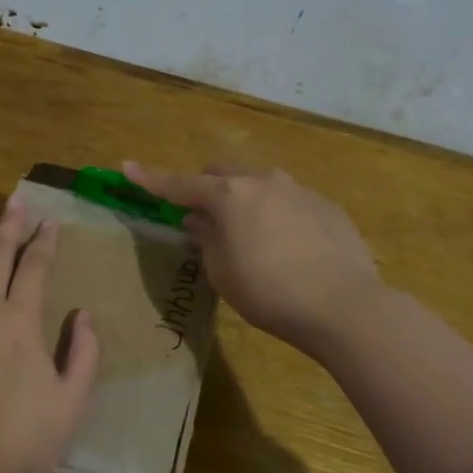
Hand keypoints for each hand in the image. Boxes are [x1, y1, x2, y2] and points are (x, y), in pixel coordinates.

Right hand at [121, 161, 384, 355]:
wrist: (345, 306)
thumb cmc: (270, 293)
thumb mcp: (223, 273)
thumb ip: (207, 239)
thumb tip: (198, 220)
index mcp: (230, 195)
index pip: (180, 184)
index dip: (151, 179)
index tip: (127, 167)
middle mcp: (264, 181)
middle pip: (223, 174)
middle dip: (206, 189)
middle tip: (201, 216)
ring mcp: (300, 190)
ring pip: (260, 185)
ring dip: (245, 201)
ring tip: (250, 236)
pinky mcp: (327, 207)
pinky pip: (290, 202)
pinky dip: (277, 215)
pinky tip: (288, 248)